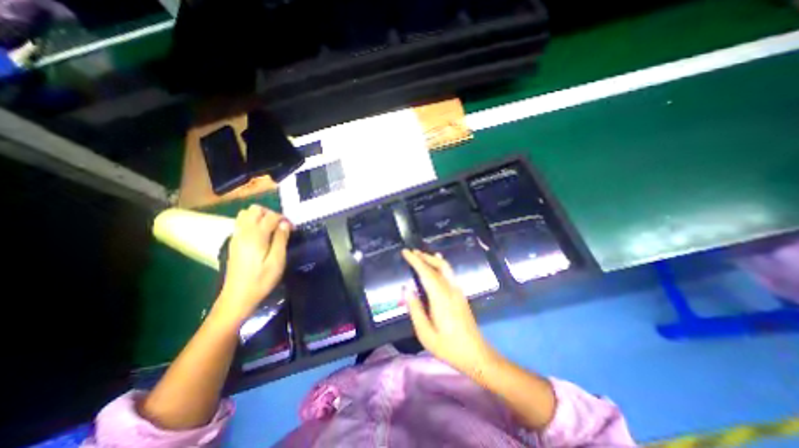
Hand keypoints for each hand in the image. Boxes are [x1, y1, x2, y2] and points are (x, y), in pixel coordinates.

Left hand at [217, 205, 292, 323]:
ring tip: (271, 229)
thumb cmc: (261, 280)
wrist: (237, 296)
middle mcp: (243, 232)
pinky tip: (261, 235)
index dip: (284, 219)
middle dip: (271, 214)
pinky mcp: (233, 242)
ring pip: (245, 214)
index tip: (292, 229)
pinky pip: (241, 223)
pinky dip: (252, 222)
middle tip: (281, 226)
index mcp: (255, 236)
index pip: (271, 216)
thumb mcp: (277, 261)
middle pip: (255, 209)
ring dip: (260, 217)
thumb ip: (281, 239)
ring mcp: (236, 237)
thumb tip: (285, 224)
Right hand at [403, 250, 497, 375]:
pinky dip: (441, 265)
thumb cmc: (448, 347)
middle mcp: (451, 289)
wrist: (476, 355)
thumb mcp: (425, 333)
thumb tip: (406, 289)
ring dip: (432, 259)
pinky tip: (437, 265)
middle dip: (424, 256)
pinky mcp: (461, 294)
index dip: (415, 261)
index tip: (405, 252)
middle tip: (411, 252)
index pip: (426, 273)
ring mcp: (458, 291)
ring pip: (446, 267)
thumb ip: (415, 309)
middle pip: (438, 266)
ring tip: (421, 255)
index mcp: (440, 298)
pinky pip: (450, 273)